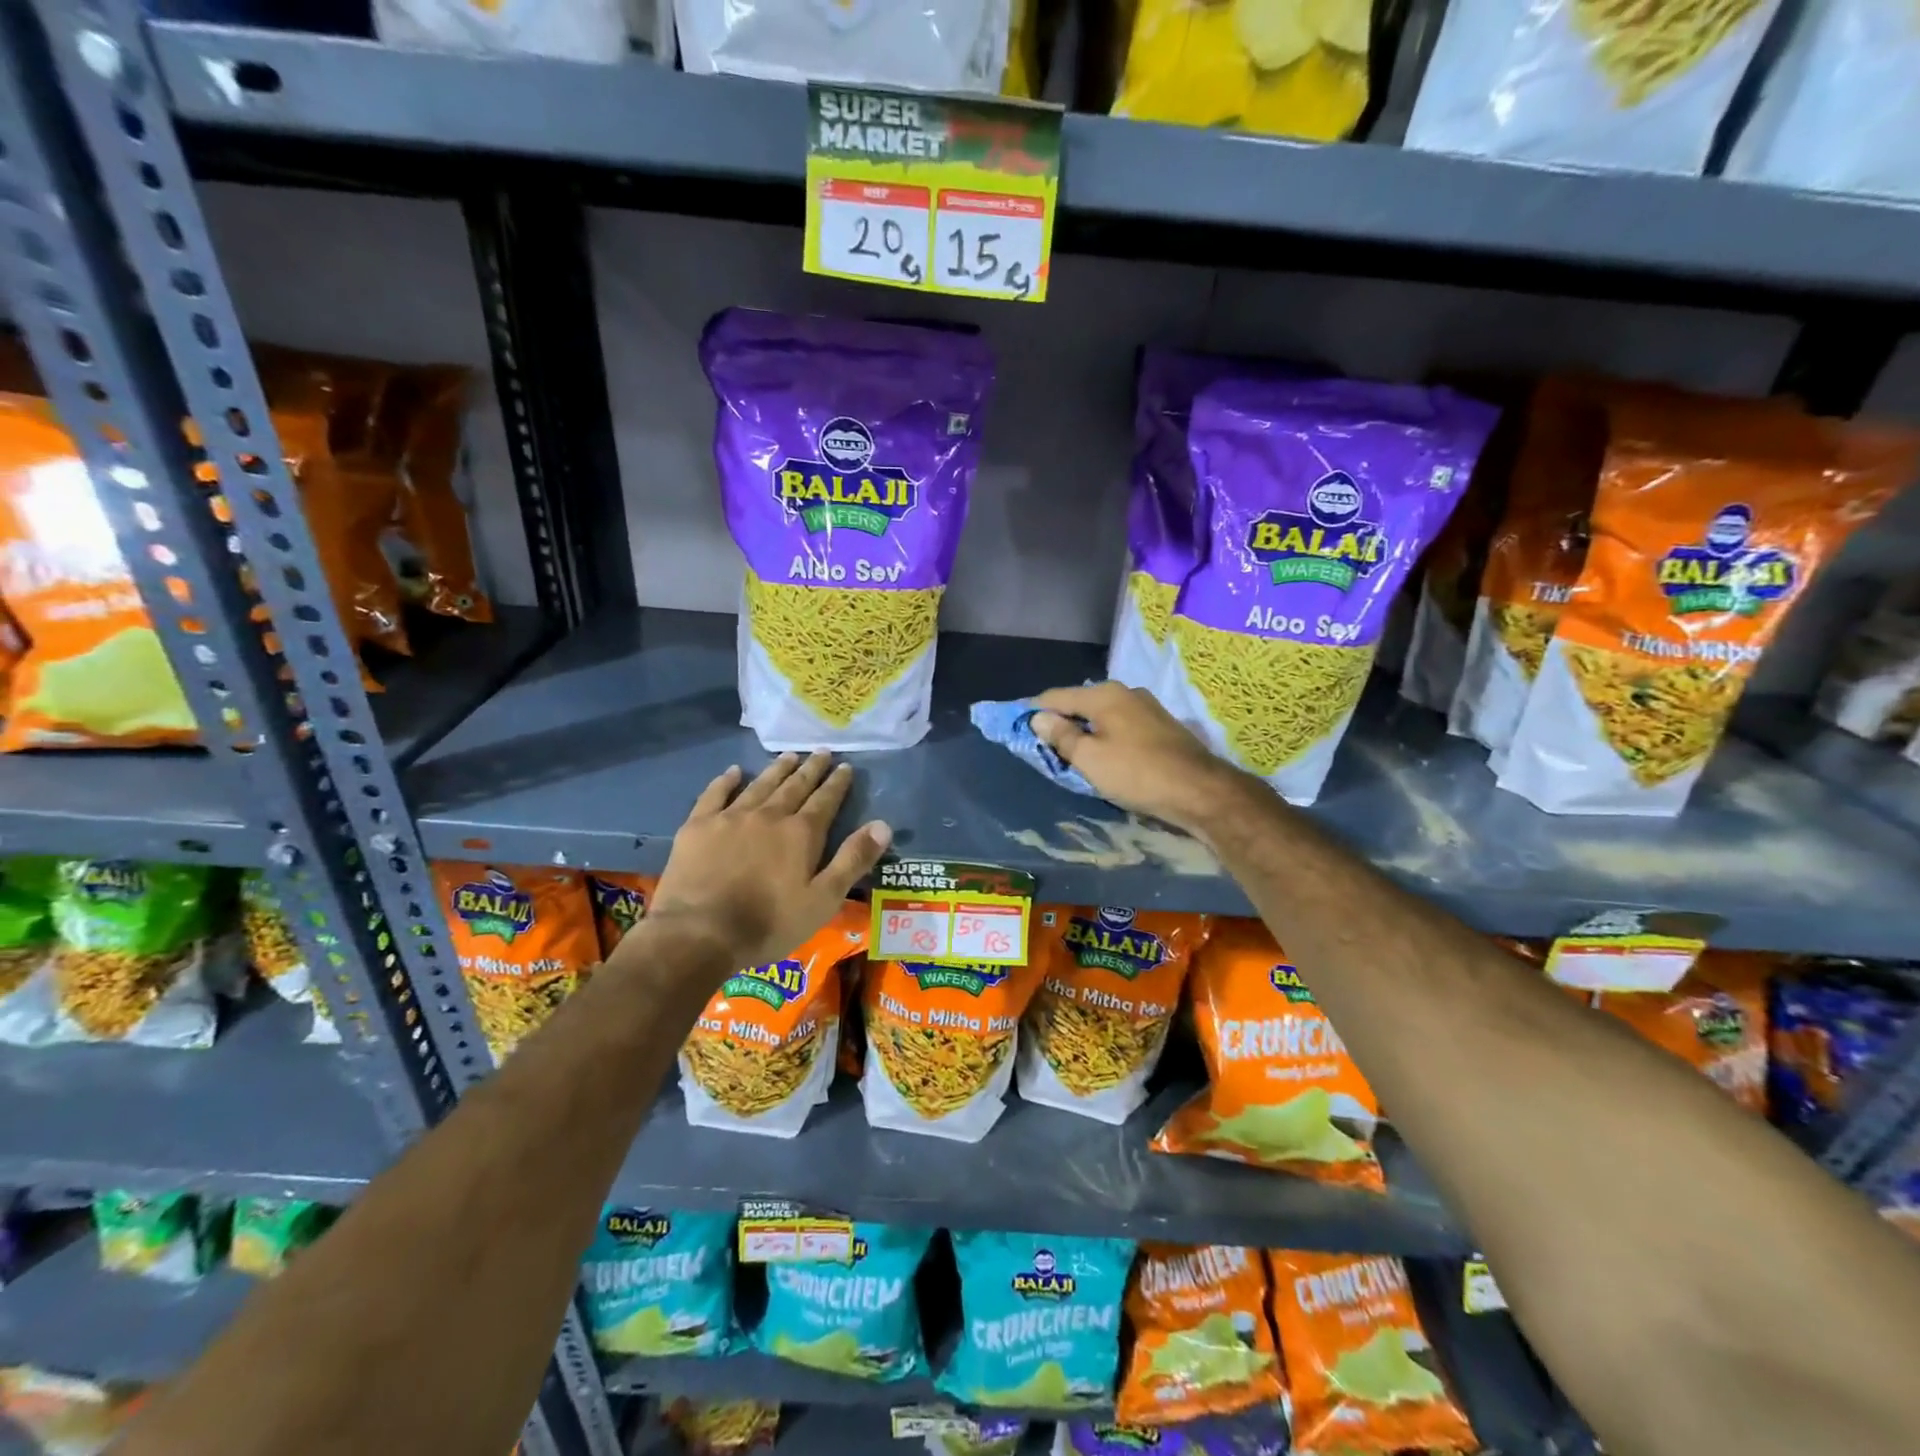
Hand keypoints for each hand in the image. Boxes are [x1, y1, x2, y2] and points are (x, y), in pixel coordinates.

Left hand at [646, 753, 890, 970]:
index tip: (845, 766)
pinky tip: (733, 772)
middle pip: (795, 786)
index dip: (837, 783)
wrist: (700, 933)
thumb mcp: (823, 900)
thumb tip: (883, 825)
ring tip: (789, 755)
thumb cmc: (769, 923)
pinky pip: (715, 794)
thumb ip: (853, 860)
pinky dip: (726, 780)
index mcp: (801, 833)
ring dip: (776, 769)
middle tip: (821, 751)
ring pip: (760, 785)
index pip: (825, 800)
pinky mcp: (699, 826)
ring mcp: (731, 817)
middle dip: (811, 769)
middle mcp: (769, 815)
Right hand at [1031, 682, 1249, 834]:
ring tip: (1071, 752)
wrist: (1200, 791)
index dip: (1033, 711)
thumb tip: (1038, 718)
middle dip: (1060, 720)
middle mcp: (1125, 692)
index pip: (1056, 696)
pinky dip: (1105, 735)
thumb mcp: (1090, 759)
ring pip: (1102, 714)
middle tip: (1043, 744)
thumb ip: (1061, 736)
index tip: (1016, 727)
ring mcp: (1147, 706)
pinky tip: (1103, 753)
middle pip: (1080, 703)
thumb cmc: (1137, 773)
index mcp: (1104, 694)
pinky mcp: (1161, 725)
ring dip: (1084, 730)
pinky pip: (1120, 724)